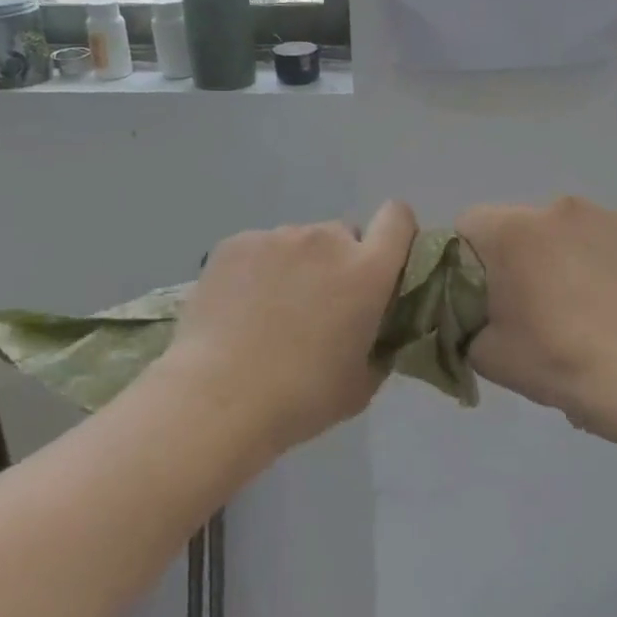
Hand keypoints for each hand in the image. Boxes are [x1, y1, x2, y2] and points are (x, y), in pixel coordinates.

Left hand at [164, 200, 418, 451]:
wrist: (219, 398)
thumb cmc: (302, 397)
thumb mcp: (362, 384)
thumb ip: (379, 347)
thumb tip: (375, 335)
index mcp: (368, 271)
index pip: (398, 218)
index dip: (396, 233)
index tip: (384, 263)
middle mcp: (327, 240)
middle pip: (344, 234)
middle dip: (339, 262)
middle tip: (318, 305)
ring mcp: (277, 237)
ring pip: (299, 242)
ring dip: (297, 266)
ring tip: (270, 311)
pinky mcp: (236, 243)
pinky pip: (260, 248)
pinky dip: (257, 269)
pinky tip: (239, 307)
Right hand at [456, 196, 616, 439]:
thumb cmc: (557, 362)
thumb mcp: (486, 354)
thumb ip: (469, 320)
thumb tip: (480, 312)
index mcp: (511, 232)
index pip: (470, 224)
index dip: (471, 257)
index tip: (488, 291)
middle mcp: (557, 208)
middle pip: (524, 224)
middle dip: (524, 254)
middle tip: (538, 302)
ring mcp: (609, 215)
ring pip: (572, 228)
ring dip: (569, 253)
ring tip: (588, 302)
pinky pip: (615, 238)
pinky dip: (611, 259)